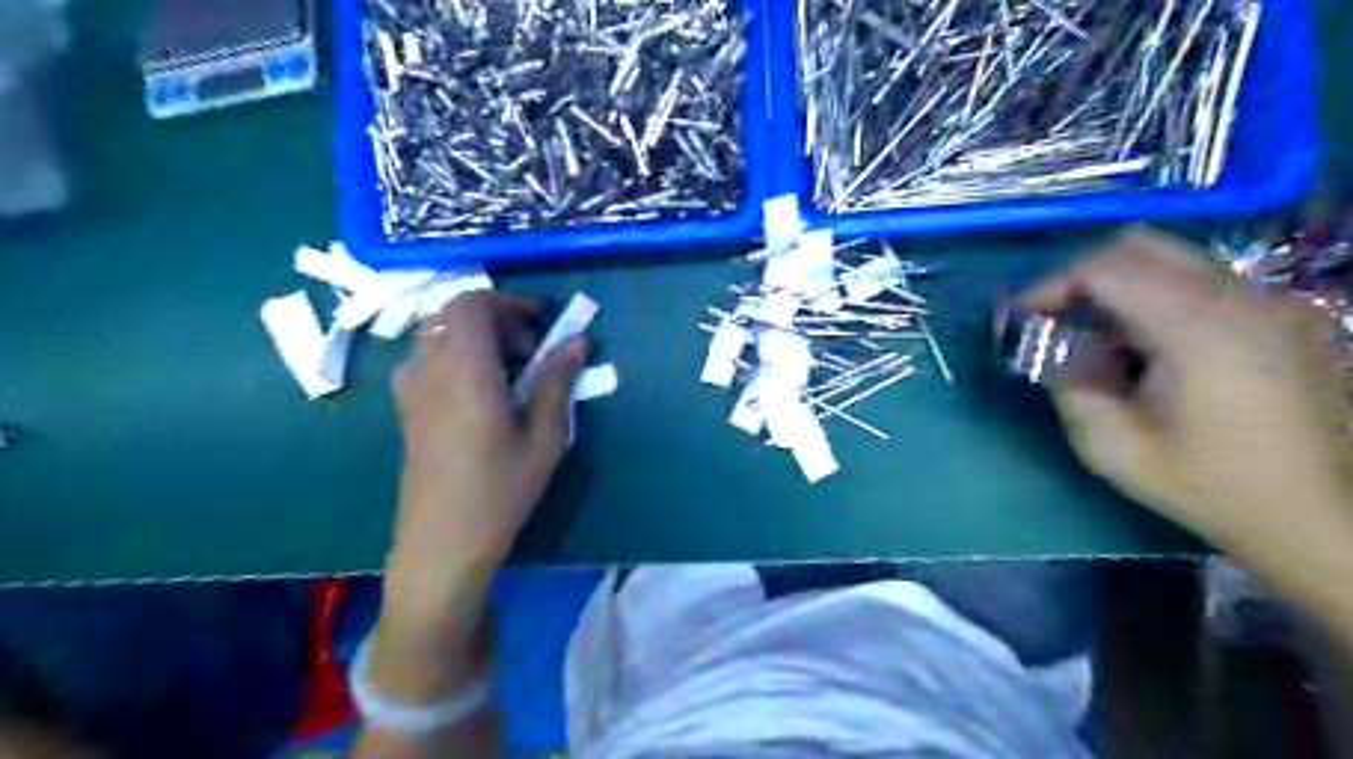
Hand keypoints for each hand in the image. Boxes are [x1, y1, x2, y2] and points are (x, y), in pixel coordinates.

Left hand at [385, 293, 586, 629]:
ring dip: (472, 338)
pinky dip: (454, 357)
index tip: (537, 327)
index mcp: (465, 371)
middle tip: (527, 352)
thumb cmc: (501, 491)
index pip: (470, 304)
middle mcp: (429, 370)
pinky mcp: (406, 410)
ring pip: (436, 335)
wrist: (442, 545)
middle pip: (449, 314)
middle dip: (493, 319)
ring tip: (506, 373)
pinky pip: (426, 360)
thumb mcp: (544, 438)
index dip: (505, 303)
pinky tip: (478, 395)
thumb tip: (576, 341)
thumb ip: (557, 382)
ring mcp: (410, 390)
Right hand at [1028, 227, 1352, 549]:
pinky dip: (1154, 298)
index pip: (1105, 268)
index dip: (1050, 285)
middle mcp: (1240, 297)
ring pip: (1170, 260)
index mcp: (1197, 327)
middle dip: (1080, 275)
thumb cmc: (1210, 485)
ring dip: (1117, 287)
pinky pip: (1200, 282)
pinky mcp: (1283, 315)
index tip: (1020, 317)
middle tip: (1052, 316)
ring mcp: (1270, 301)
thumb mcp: (1114, 446)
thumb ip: (1069, 386)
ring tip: (1095, 337)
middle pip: (1138, 247)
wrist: (1321, 515)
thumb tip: (1050, 348)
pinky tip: (1145, 348)